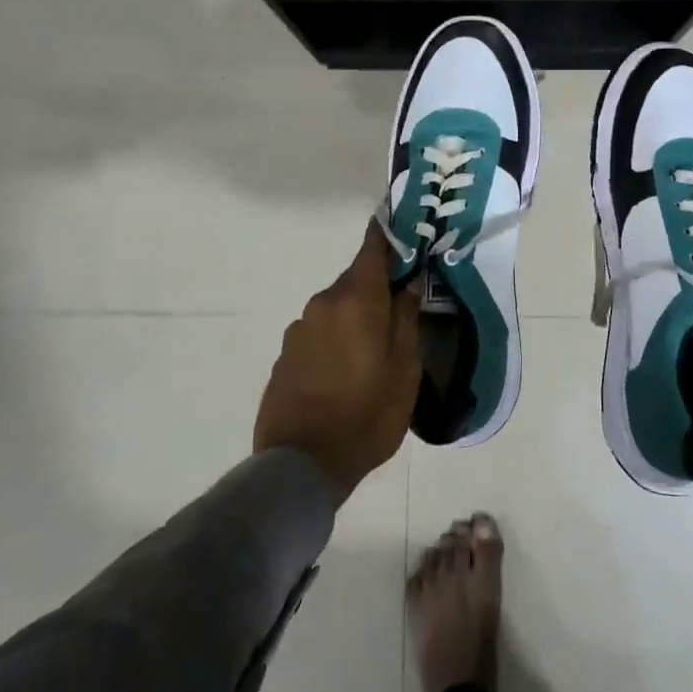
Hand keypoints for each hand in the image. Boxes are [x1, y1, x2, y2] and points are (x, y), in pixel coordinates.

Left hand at [254, 222, 421, 502]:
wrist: (301, 466)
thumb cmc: (367, 415)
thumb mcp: (405, 369)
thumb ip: (407, 319)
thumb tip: (407, 283)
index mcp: (355, 300)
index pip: (372, 247)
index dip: (388, 233)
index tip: (403, 225)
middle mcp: (322, 304)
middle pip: (355, 280)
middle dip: (377, 289)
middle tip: (401, 309)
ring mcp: (299, 329)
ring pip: (336, 308)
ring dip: (355, 318)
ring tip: (373, 351)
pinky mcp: (285, 355)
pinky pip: (318, 333)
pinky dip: (335, 339)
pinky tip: (345, 372)